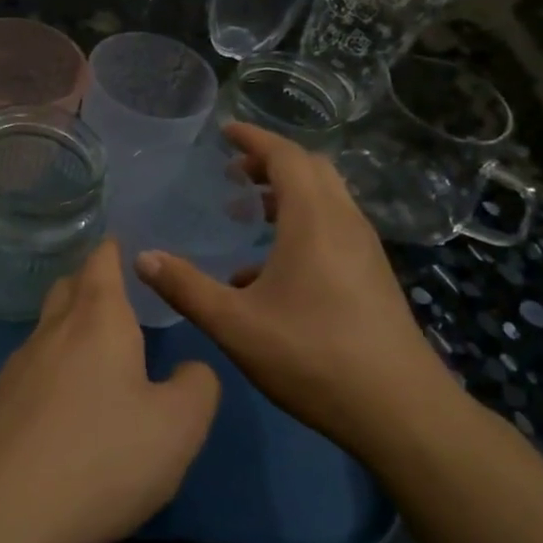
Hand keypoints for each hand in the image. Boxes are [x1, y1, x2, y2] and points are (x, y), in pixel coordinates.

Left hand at [0, 239, 218, 542]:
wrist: (3, 512)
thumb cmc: (102, 456)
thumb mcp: (179, 426)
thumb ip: (197, 386)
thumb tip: (188, 370)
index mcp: (97, 319)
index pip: (101, 261)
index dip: (114, 248)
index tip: (127, 243)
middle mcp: (53, 331)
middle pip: (69, 287)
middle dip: (92, 282)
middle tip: (122, 294)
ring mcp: (19, 366)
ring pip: (49, 328)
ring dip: (73, 326)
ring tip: (103, 348)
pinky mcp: (0, 404)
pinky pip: (36, 367)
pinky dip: (57, 366)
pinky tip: (72, 401)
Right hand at [134, 123, 459, 454]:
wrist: (399, 410)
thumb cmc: (312, 357)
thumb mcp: (235, 324)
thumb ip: (185, 287)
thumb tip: (143, 258)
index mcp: (314, 220)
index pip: (285, 156)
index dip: (253, 139)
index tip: (224, 131)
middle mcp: (344, 223)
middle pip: (311, 170)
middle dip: (271, 162)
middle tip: (233, 171)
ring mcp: (364, 249)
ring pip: (326, 199)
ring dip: (287, 194)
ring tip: (247, 212)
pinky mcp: (372, 275)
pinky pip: (334, 227)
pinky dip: (301, 224)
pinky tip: (269, 270)